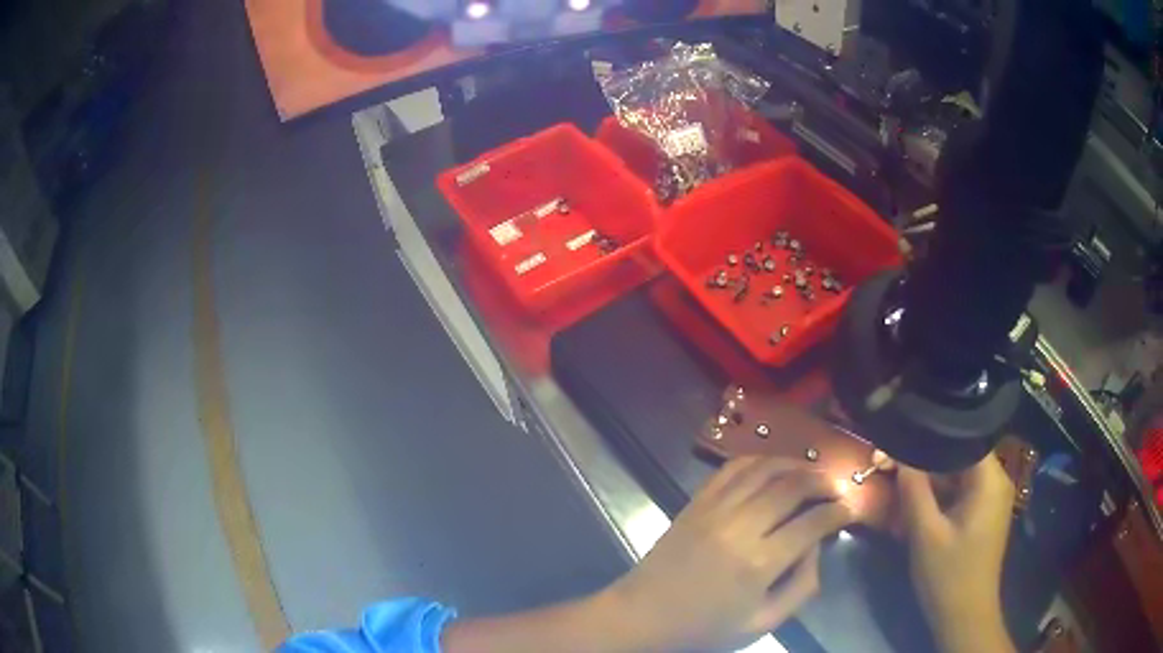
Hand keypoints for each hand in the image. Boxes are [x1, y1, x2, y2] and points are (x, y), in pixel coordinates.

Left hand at [603, 457, 853, 651]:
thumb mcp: (764, 623)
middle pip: (792, 487)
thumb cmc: (706, 627)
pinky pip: (732, 468)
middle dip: (823, 481)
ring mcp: (714, 509)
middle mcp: (740, 526)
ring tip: (813, 471)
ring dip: (795, 464)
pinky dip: (759, 459)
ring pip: (764, 469)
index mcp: (759, 563)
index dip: (839, 512)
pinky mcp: (696, 502)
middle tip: (836, 486)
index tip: (851, 509)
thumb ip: (801, 586)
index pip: (812, 523)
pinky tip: (773, 466)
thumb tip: (817, 546)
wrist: (643, 616)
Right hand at [897, 456, 1015, 652]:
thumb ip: (913, 491)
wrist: (965, 617)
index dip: (929, 438)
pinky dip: (938, 495)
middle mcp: (997, 481)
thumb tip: (897, 453)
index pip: (962, 439)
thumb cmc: (948, 576)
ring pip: (957, 474)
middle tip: (889, 462)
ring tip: (898, 480)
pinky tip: (915, 504)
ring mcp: (991, 498)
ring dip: (929, 479)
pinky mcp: (983, 514)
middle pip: (959, 455)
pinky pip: (959, 492)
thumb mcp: (926, 534)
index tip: (898, 442)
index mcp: (990, 480)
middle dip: (925, 460)